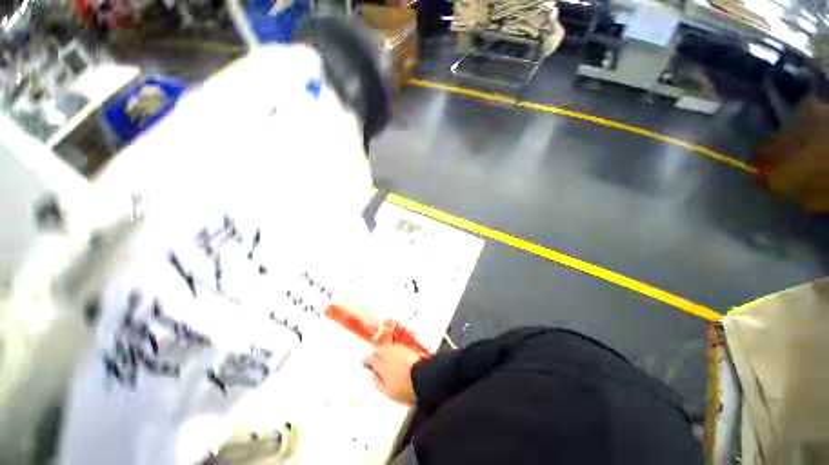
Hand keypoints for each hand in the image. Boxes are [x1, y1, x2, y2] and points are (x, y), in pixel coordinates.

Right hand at [363, 344, 420, 404]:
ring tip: (384, 356)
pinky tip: (393, 354)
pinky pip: (395, 346)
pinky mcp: (406, 349)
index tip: (364, 361)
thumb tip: (373, 374)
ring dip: (383, 350)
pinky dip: (391, 349)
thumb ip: (378, 382)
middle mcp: (389, 355)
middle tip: (375, 359)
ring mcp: (398, 350)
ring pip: (386, 346)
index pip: (371, 359)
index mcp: (382, 367)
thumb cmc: (405, 389)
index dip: (366, 360)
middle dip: (375, 353)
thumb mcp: (388, 392)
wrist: (423, 379)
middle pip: (378, 349)